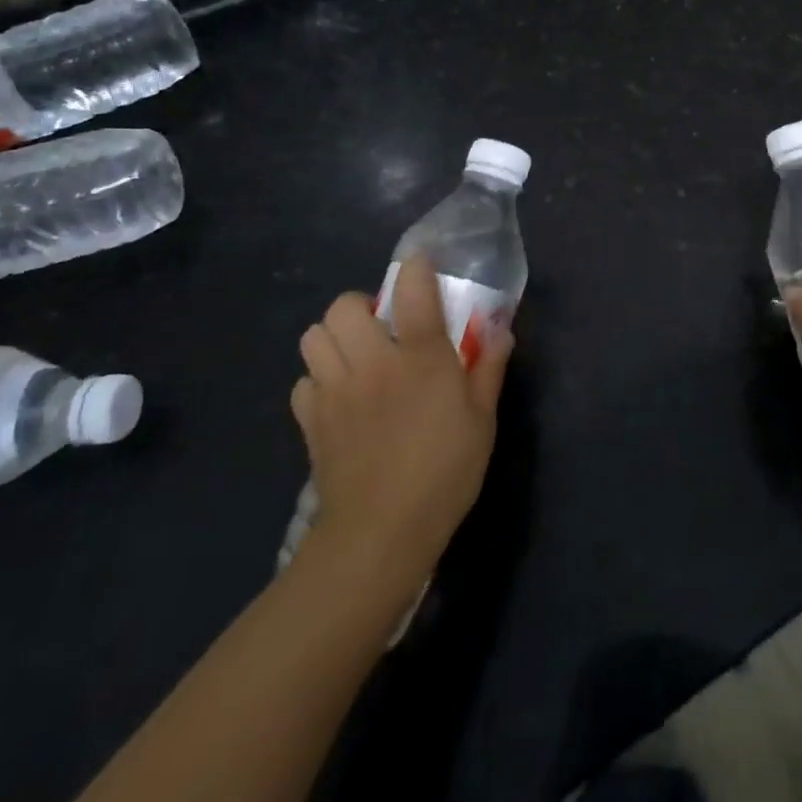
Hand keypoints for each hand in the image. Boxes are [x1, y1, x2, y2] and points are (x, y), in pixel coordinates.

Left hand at [289, 257, 511, 585]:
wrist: (380, 535)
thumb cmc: (444, 473)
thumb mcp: (482, 420)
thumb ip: (488, 368)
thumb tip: (499, 329)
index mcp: (420, 357)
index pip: (412, 289)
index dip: (414, 267)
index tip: (420, 266)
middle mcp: (372, 362)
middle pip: (344, 307)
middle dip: (361, 307)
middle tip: (383, 329)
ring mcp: (335, 391)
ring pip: (313, 337)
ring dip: (334, 338)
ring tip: (357, 357)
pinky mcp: (311, 422)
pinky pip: (302, 381)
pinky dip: (318, 380)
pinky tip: (340, 397)